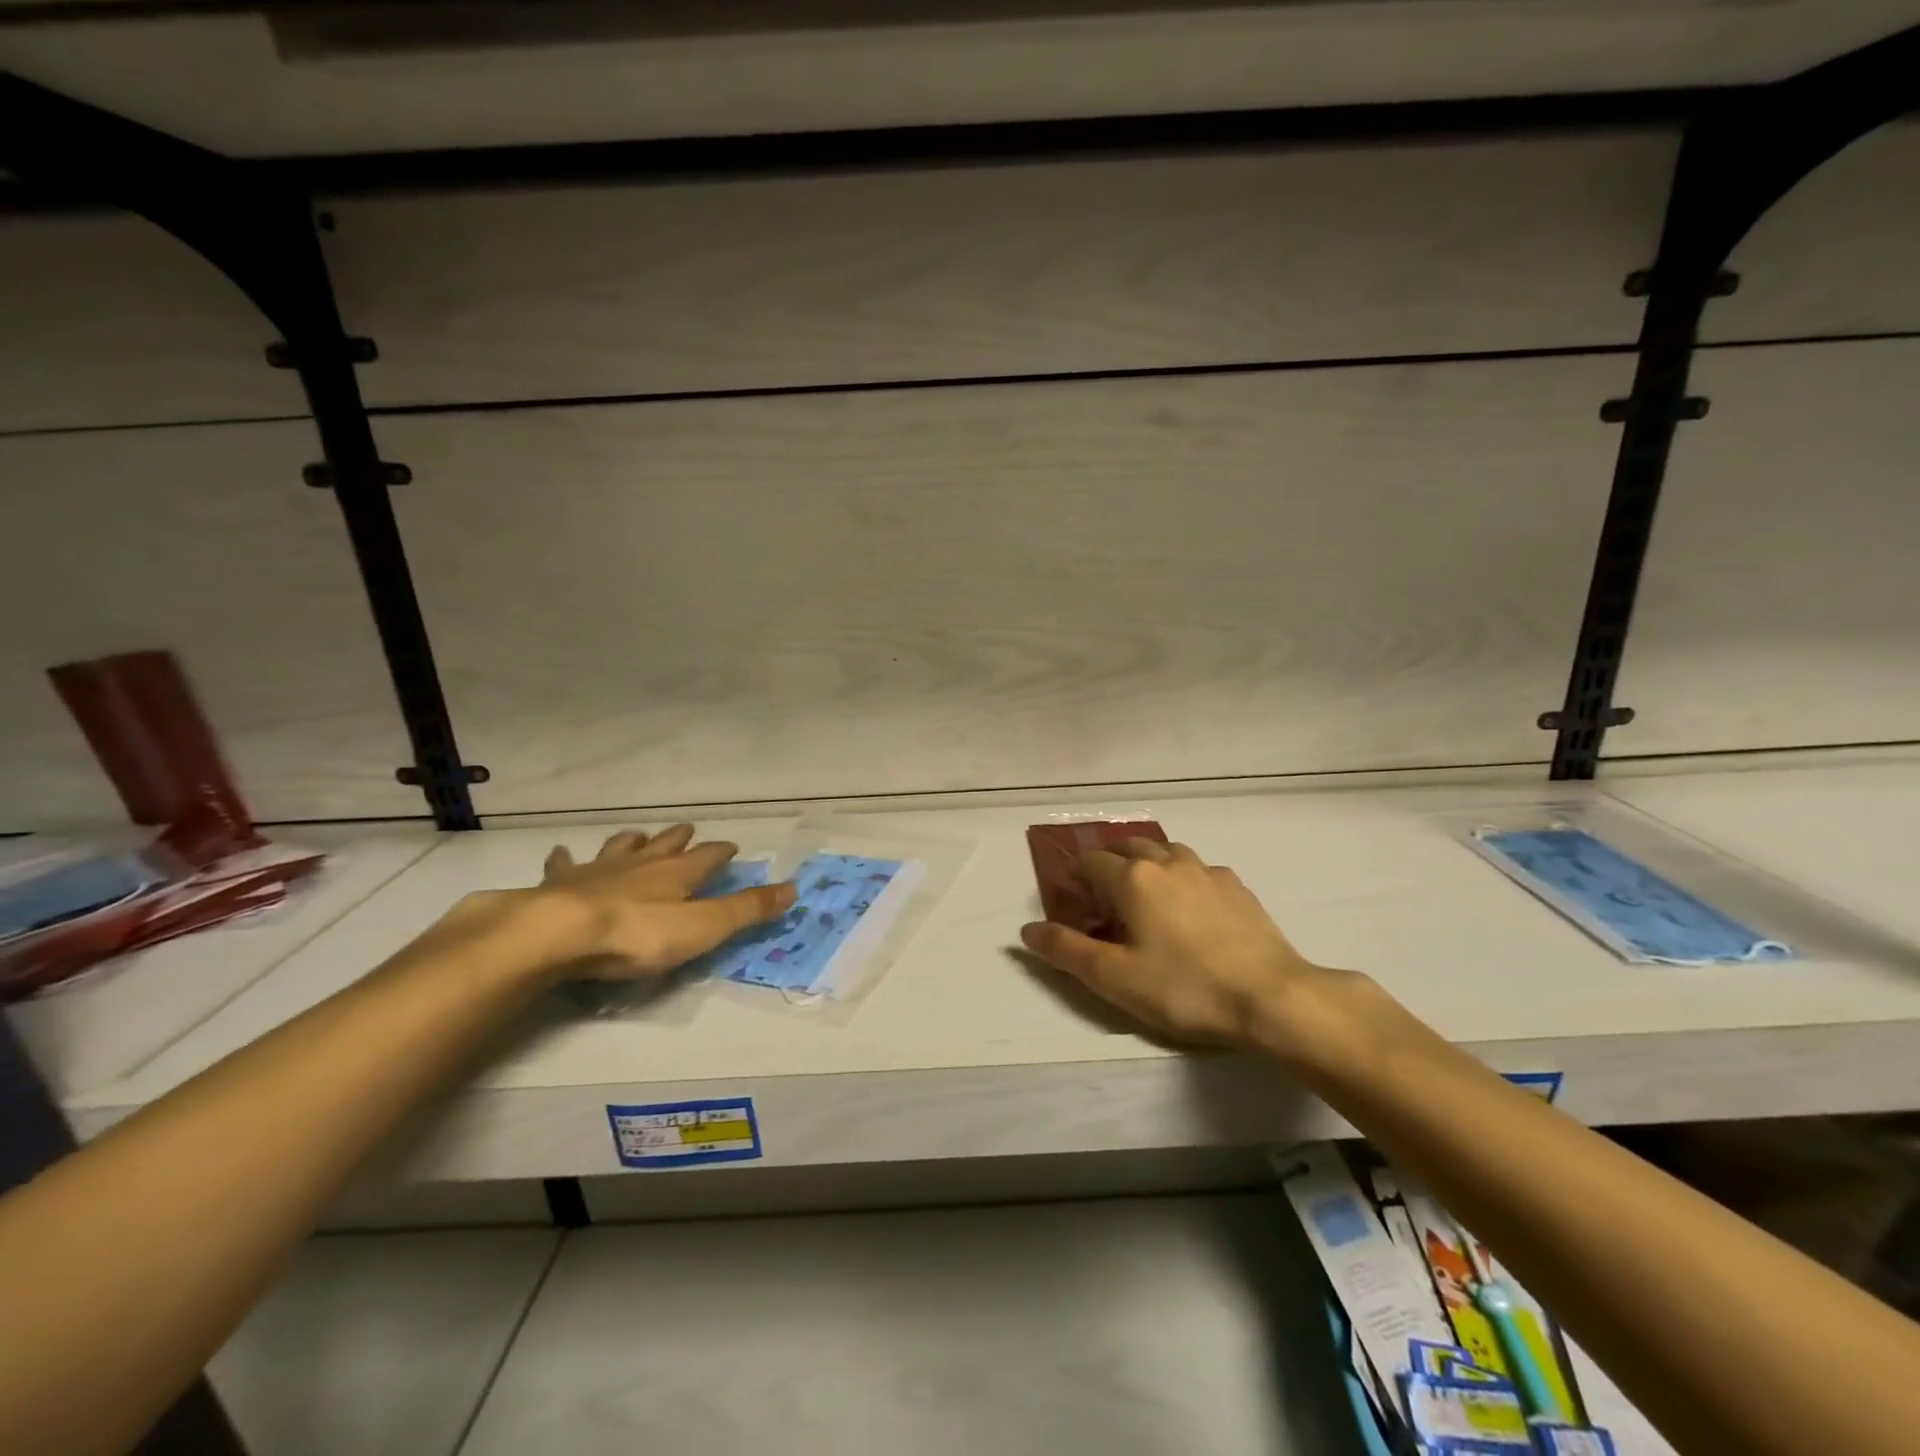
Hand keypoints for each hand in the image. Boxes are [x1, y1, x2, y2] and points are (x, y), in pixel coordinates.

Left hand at [512, 823, 794, 977]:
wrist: (558, 934)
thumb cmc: (638, 935)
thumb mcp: (704, 927)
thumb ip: (747, 909)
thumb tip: (794, 887)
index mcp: (677, 874)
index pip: (707, 857)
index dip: (721, 852)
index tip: (731, 846)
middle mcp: (641, 864)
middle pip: (665, 845)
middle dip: (679, 838)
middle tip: (687, 830)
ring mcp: (598, 870)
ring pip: (621, 848)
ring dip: (632, 842)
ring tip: (637, 837)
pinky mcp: (559, 884)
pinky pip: (564, 864)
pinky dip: (566, 859)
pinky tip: (561, 854)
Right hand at [1019, 837, 1337, 1049]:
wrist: (1271, 997)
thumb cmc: (1184, 988)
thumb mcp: (1114, 978)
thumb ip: (1066, 950)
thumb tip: (1027, 930)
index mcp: (1133, 878)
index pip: (1092, 862)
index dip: (1079, 879)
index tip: (1079, 905)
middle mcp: (1167, 862)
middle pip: (1129, 845)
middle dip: (1111, 862)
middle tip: (1108, 898)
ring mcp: (1207, 871)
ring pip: (1168, 851)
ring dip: (1150, 863)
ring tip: (1149, 896)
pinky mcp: (1238, 887)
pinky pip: (1200, 869)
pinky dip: (1185, 878)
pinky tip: (1193, 908)